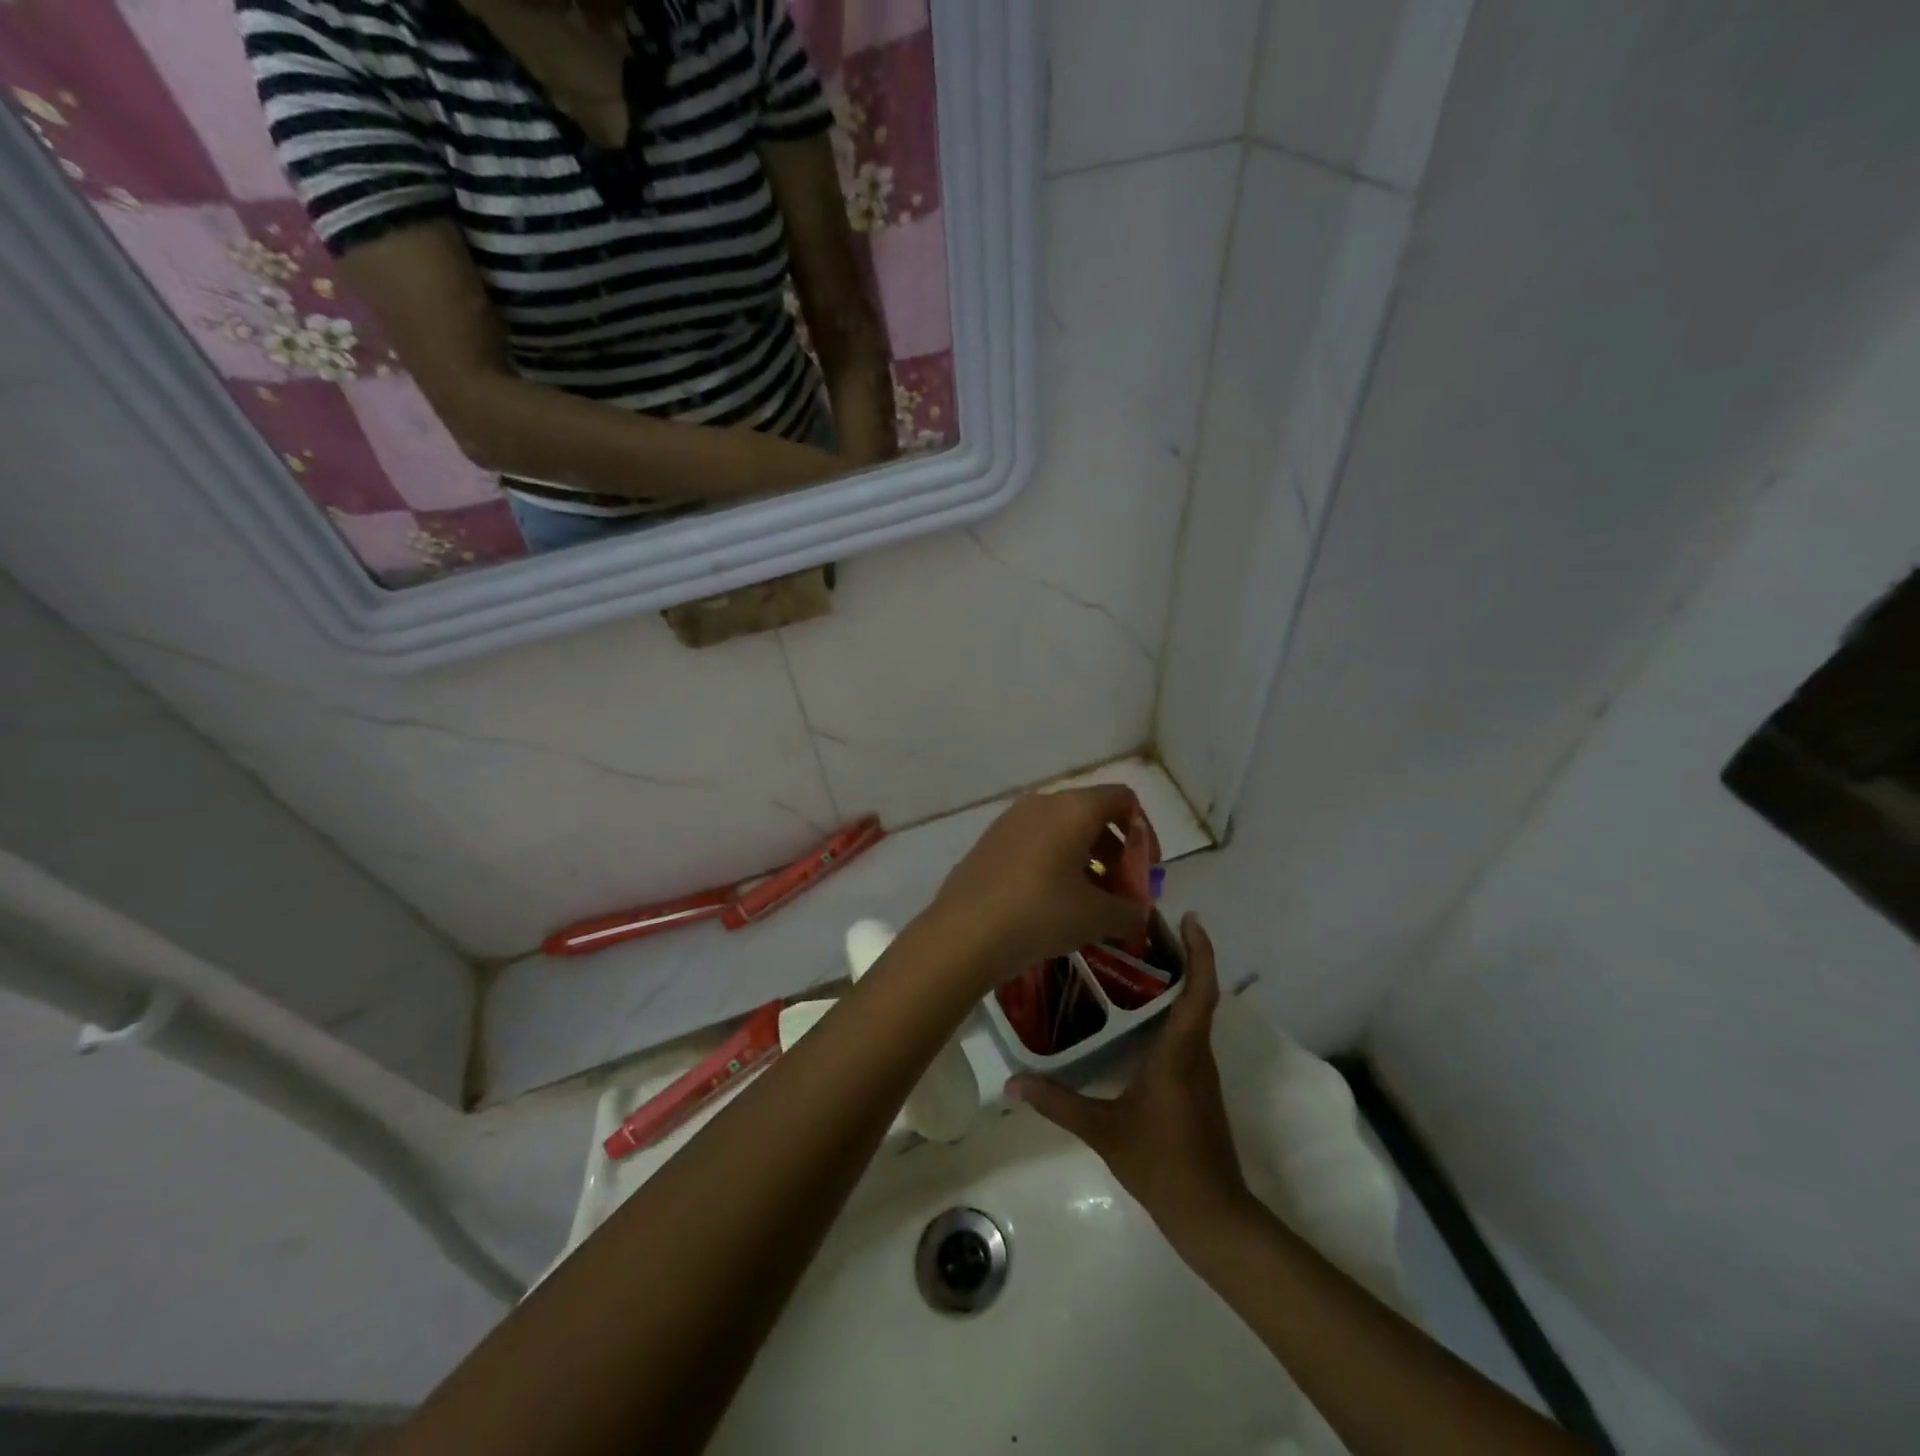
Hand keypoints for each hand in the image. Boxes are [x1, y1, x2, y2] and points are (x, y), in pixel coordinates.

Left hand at [929, 786, 1151, 985]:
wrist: (963, 934)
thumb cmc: (1040, 914)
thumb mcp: (1096, 917)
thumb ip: (1130, 911)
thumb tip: (1141, 912)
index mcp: (1073, 808)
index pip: (1122, 799)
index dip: (1144, 833)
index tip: (1146, 871)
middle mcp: (1041, 803)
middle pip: (1093, 815)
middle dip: (1117, 853)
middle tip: (1123, 894)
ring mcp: (1011, 821)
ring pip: (1063, 830)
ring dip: (1087, 861)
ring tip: (1092, 904)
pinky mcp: (990, 842)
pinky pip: (1036, 843)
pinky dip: (1056, 864)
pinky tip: (1055, 904)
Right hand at [1009, 914, 1250, 1240]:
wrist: (1211, 1214)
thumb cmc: (1162, 1162)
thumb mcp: (1103, 1130)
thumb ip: (1058, 1102)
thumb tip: (1012, 1083)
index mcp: (1180, 1051)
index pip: (1200, 989)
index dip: (1200, 951)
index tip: (1190, 918)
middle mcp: (1195, 1052)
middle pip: (1197, 992)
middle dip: (1179, 956)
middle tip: (1140, 929)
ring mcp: (1198, 1071)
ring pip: (1192, 1013)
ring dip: (1174, 983)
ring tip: (1132, 961)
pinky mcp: (1195, 1087)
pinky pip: (1185, 1034)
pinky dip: (1168, 1012)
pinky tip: (1135, 1016)